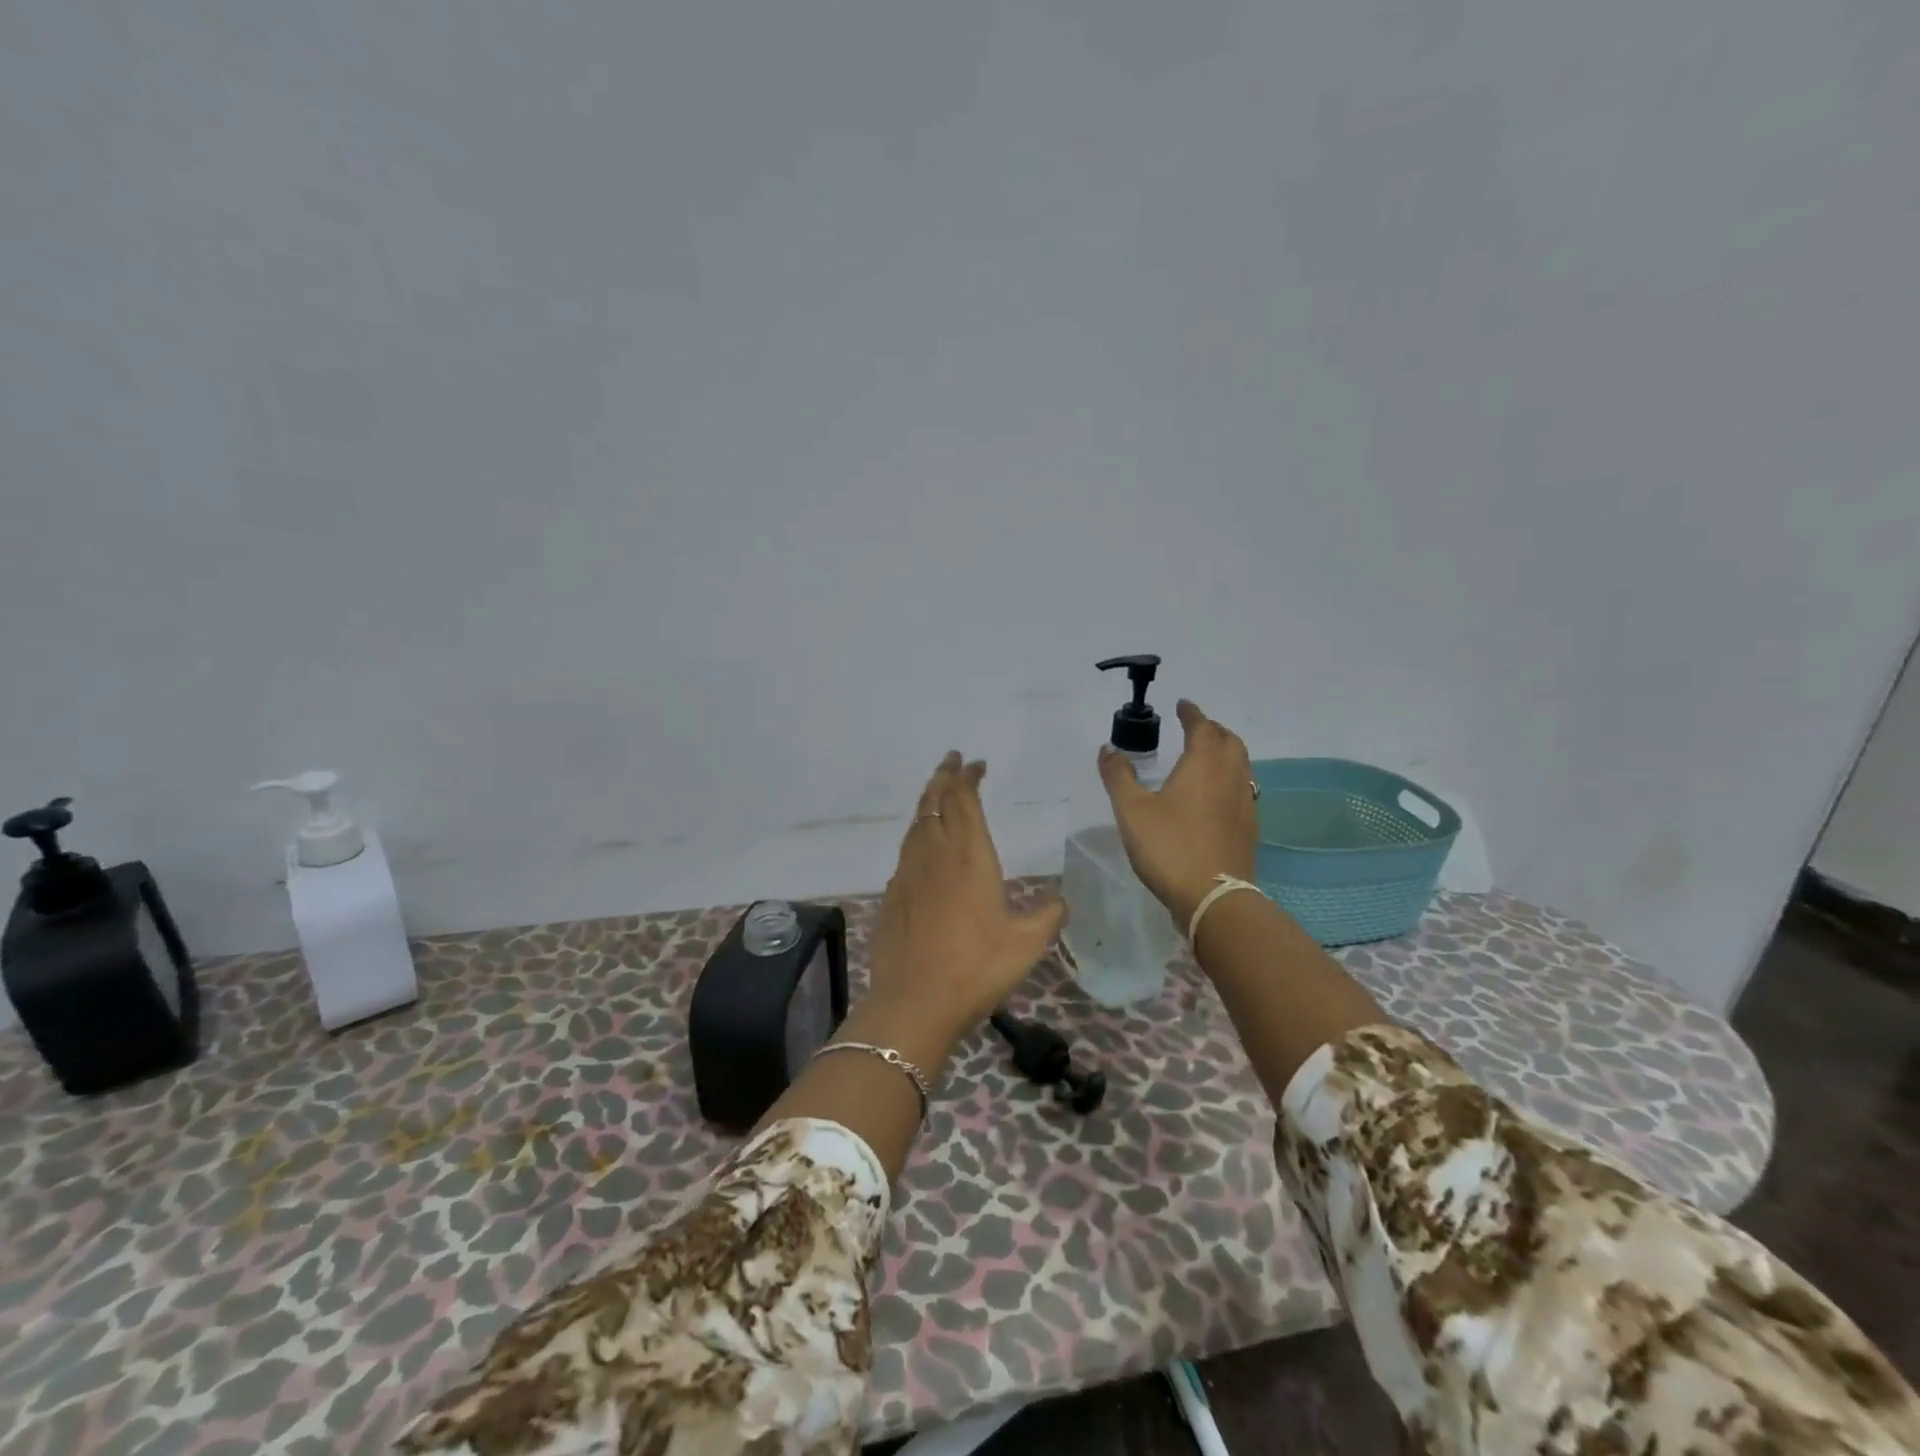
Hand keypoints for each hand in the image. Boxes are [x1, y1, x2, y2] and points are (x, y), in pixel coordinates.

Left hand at [862, 752, 1066, 1057]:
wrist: (914, 1002)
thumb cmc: (976, 968)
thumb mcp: (1026, 944)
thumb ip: (1047, 916)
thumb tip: (1060, 902)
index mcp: (969, 856)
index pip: (964, 800)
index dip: (968, 778)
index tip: (976, 765)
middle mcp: (935, 854)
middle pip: (934, 801)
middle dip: (944, 777)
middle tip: (952, 761)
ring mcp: (908, 873)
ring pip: (916, 823)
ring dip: (928, 801)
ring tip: (937, 793)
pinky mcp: (892, 895)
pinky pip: (906, 851)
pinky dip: (917, 834)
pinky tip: (922, 847)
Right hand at [1098, 699, 1257, 926]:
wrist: (1213, 897)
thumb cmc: (1169, 846)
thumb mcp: (1132, 810)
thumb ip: (1119, 776)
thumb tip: (1108, 749)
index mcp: (1203, 763)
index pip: (1202, 727)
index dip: (1192, 714)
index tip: (1183, 705)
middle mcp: (1230, 776)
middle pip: (1229, 741)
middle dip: (1213, 730)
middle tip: (1196, 728)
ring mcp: (1245, 803)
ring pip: (1241, 765)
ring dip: (1226, 753)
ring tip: (1208, 757)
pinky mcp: (1249, 828)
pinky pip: (1243, 789)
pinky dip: (1230, 779)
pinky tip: (1217, 796)